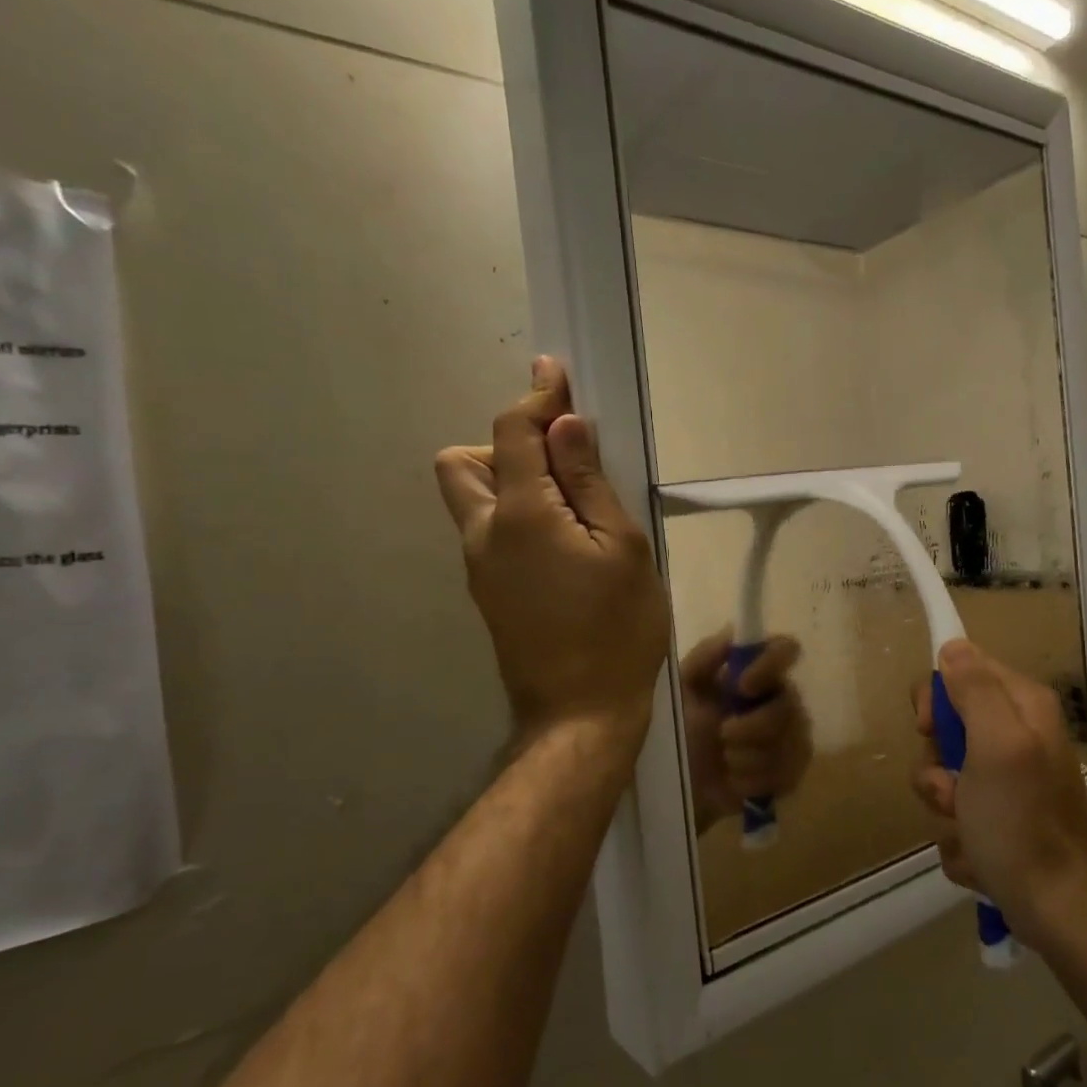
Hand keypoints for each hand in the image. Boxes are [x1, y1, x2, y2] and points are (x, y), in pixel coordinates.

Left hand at [435, 358, 669, 747]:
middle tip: (559, 465)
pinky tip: (562, 545)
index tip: (555, 373)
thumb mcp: (623, 548)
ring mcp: (479, 567)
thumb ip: (591, 483)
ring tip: (567, 508)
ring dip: (508, 482)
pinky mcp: (487, 592)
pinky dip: (514, 517)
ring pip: (471, 500)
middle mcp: (484, 533)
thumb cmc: (618, 629)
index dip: (536, 397)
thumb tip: (566, 426)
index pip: (514, 432)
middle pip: (462, 462)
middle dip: (504, 446)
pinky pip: (488, 532)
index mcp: (521, 514)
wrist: (580, 713)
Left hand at [680, 630, 812, 833]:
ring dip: (748, 756)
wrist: (679, 785)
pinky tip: (736, 781)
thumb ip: (704, 658)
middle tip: (723, 734)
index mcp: (757, 673)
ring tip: (725, 760)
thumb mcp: (682, 690)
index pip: (785, 649)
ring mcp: (792, 736)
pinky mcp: (792, 771)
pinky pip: (787, 773)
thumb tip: (733, 632)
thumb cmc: (681, 730)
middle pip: (789, 705)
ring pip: (790, 743)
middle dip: (752, 726)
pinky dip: (754, 780)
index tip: (743, 685)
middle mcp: (781, 699)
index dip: (771, 664)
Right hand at [911, 639, 1086, 939]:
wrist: (1054, 908)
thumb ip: (975, 690)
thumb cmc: (1022, 821)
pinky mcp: (997, 820)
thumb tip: (953, 646)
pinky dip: (958, 838)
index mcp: (1022, 708)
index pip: (961, 671)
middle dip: (937, 766)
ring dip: (944, 808)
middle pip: (946, 728)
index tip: (929, 729)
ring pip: (943, 776)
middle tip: (953, 791)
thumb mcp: (997, 745)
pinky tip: (979, 857)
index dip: (936, 699)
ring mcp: (1006, 782)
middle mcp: (1015, 737)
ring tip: (969, 832)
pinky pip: (954, 814)